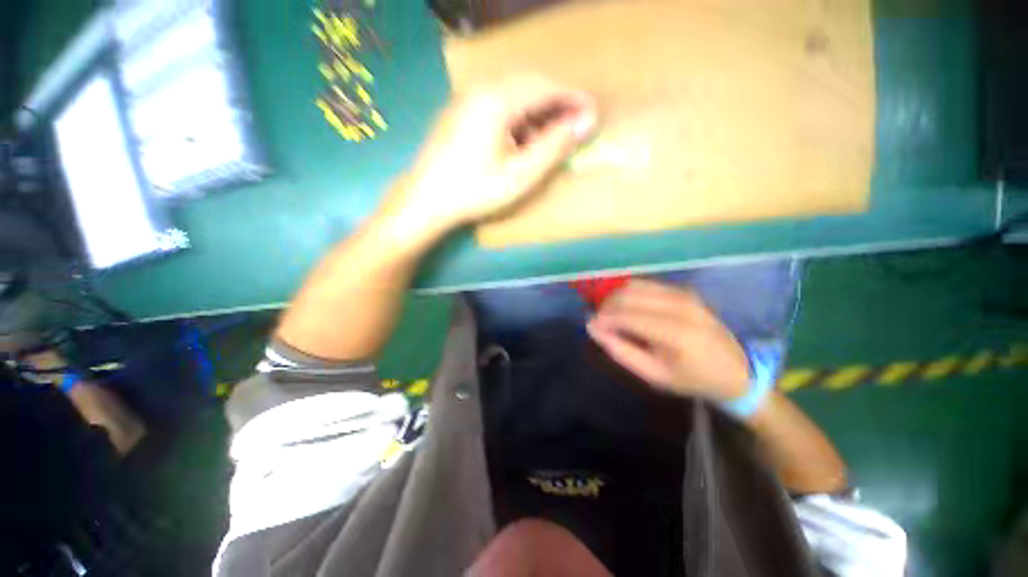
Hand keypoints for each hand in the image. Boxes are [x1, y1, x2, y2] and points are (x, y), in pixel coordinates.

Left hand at [385, 75, 597, 236]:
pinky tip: (520, 141)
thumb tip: (585, 121)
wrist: (425, 201)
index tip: (593, 112)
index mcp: (497, 100)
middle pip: (529, 84)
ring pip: (513, 94)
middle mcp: (480, 90)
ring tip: (549, 138)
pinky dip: (517, 118)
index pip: (546, 86)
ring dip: (536, 111)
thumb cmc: (474, 192)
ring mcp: (466, 99)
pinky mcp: (460, 112)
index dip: (573, 97)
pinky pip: (497, 105)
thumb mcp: (520, 175)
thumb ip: (554, 147)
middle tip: (574, 125)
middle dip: (556, 103)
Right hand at [587, 280, 750, 401]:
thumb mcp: (653, 375)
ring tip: (610, 314)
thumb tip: (593, 328)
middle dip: (606, 305)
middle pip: (629, 295)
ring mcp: (684, 294)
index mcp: (676, 333)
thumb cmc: (692, 379)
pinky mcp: (684, 290)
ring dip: (616, 297)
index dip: (603, 318)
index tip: (591, 326)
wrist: (736, 371)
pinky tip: (626, 307)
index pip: (627, 315)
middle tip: (599, 321)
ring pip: (635, 285)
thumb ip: (620, 351)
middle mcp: (680, 306)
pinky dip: (629, 293)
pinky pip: (646, 284)